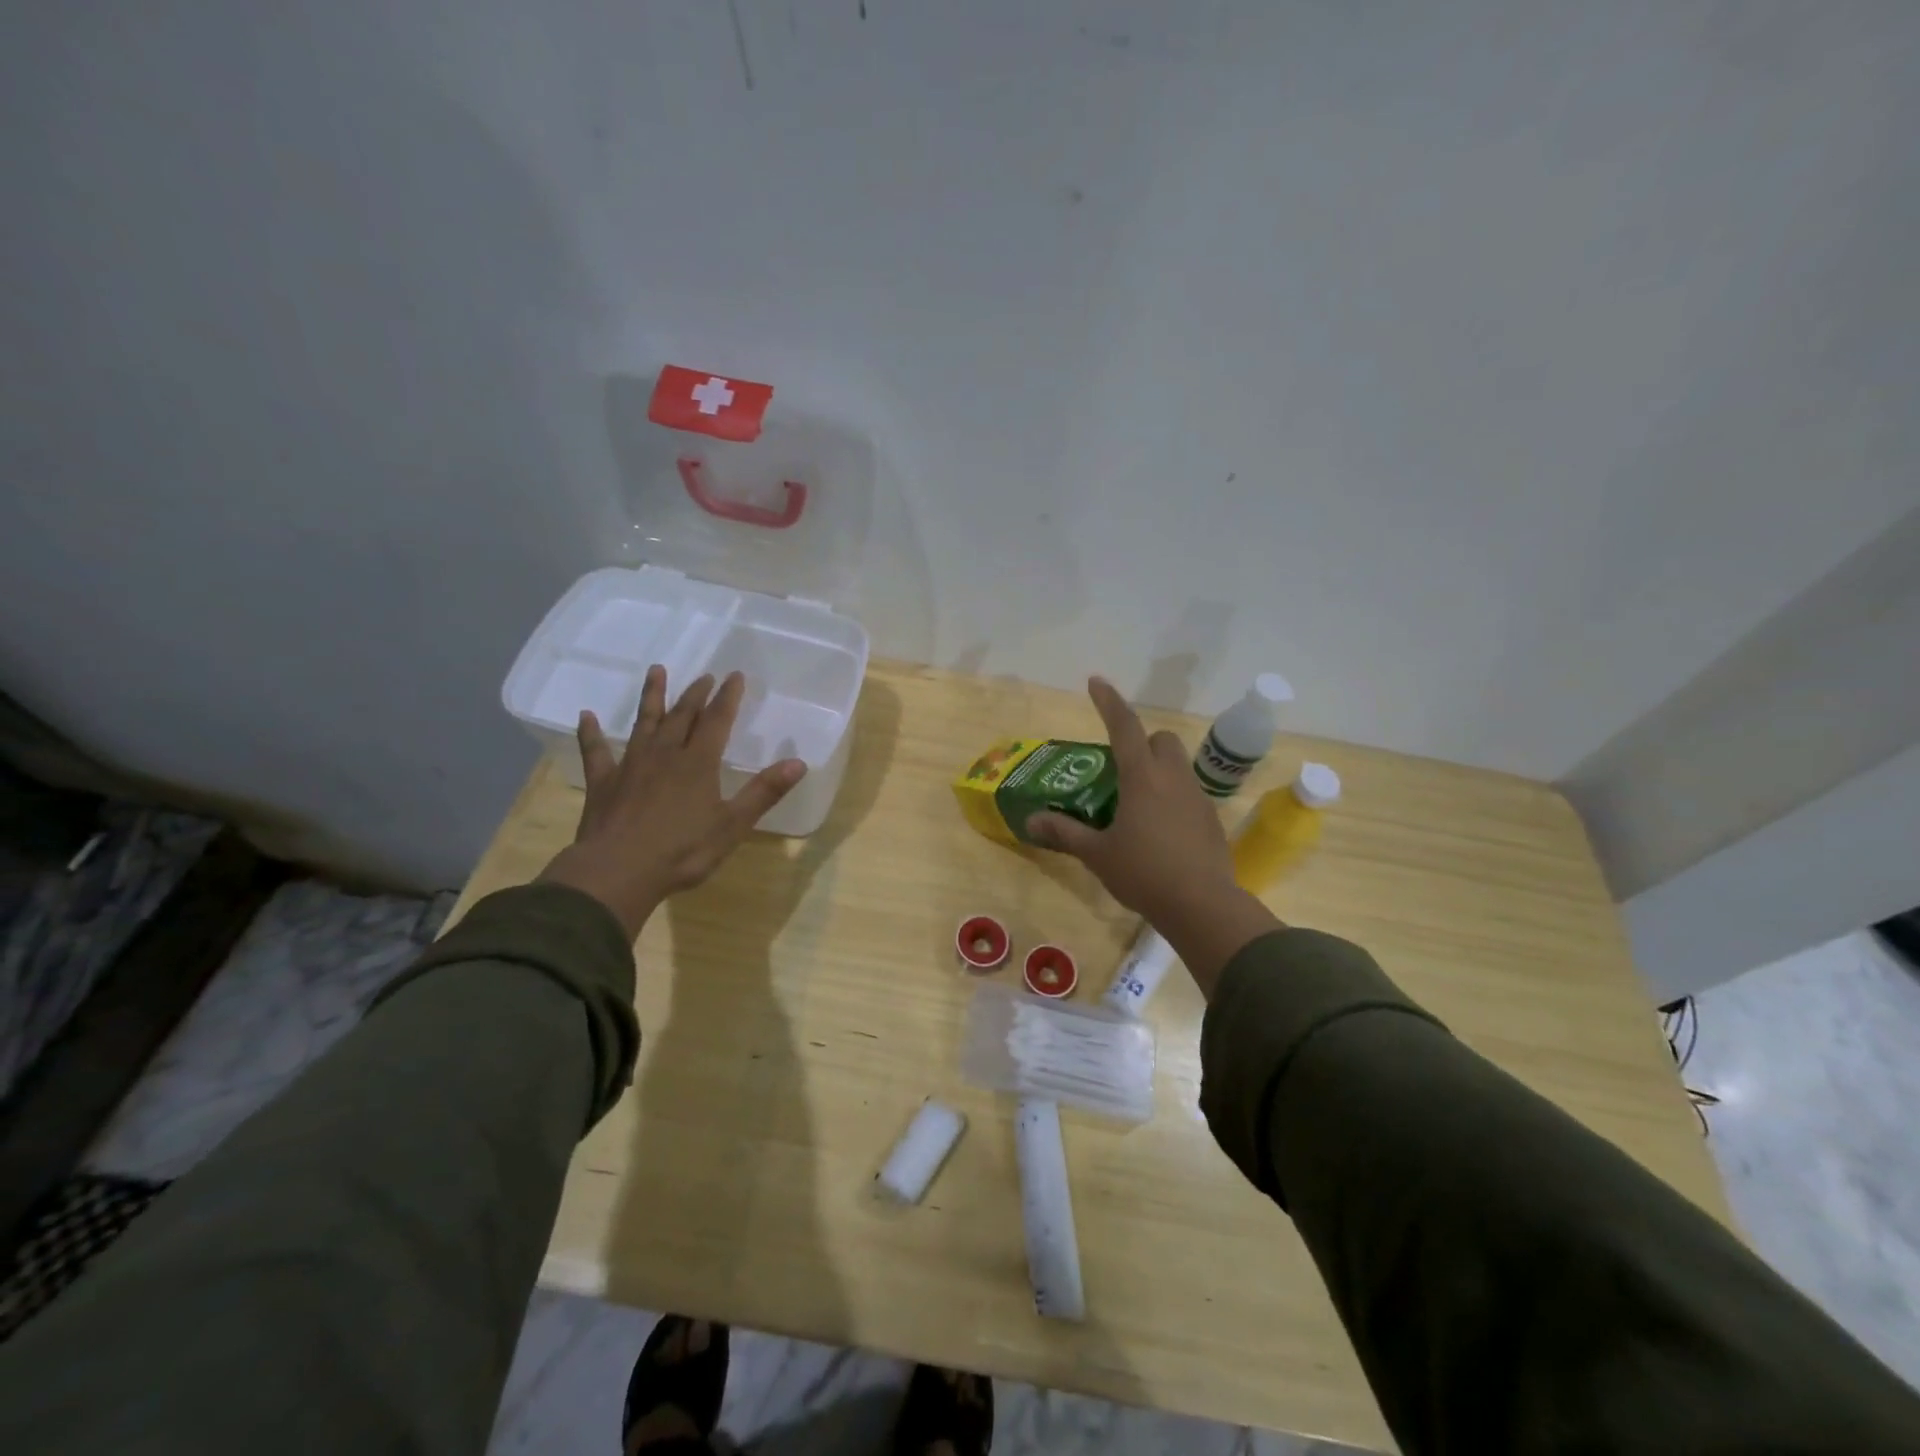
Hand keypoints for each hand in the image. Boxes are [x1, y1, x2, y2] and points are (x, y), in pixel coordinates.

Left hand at [538, 667, 806, 938]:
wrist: (617, 872)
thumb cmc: (682, 851)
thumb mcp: (732, 825)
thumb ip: (764, 792)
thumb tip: (799, 763)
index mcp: (698, 763)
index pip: (717, 721)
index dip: (727, 697)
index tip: (735, 675)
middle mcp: (664, 754)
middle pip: (682, 716)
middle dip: (696, 694)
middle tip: (705, 676)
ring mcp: (630, 765)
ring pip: (643, 723)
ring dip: (652, 697)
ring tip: (656, 671)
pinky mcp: (603, 782)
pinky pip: (595, 751)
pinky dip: (591, 733)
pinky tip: (586, 716)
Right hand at [1027, 677, 1278, 995]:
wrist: (1202, 905)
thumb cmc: (1144, 873)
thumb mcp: (1097, 854)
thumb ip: (1065, 832)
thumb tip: (1030, 820)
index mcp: (1142, 778)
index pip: (1124, 727)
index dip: (1108, 702)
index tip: (1095, 681)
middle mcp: (1172, 778)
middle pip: (1161, 740)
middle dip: (1142, 742)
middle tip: (1120, 769)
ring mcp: (1196, 798)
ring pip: (1178, 766)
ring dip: (1158, 770)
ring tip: (1136, 804)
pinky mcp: (1210, 819)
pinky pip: (1188, 793)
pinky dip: (1172, 797)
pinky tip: (1159, 829)